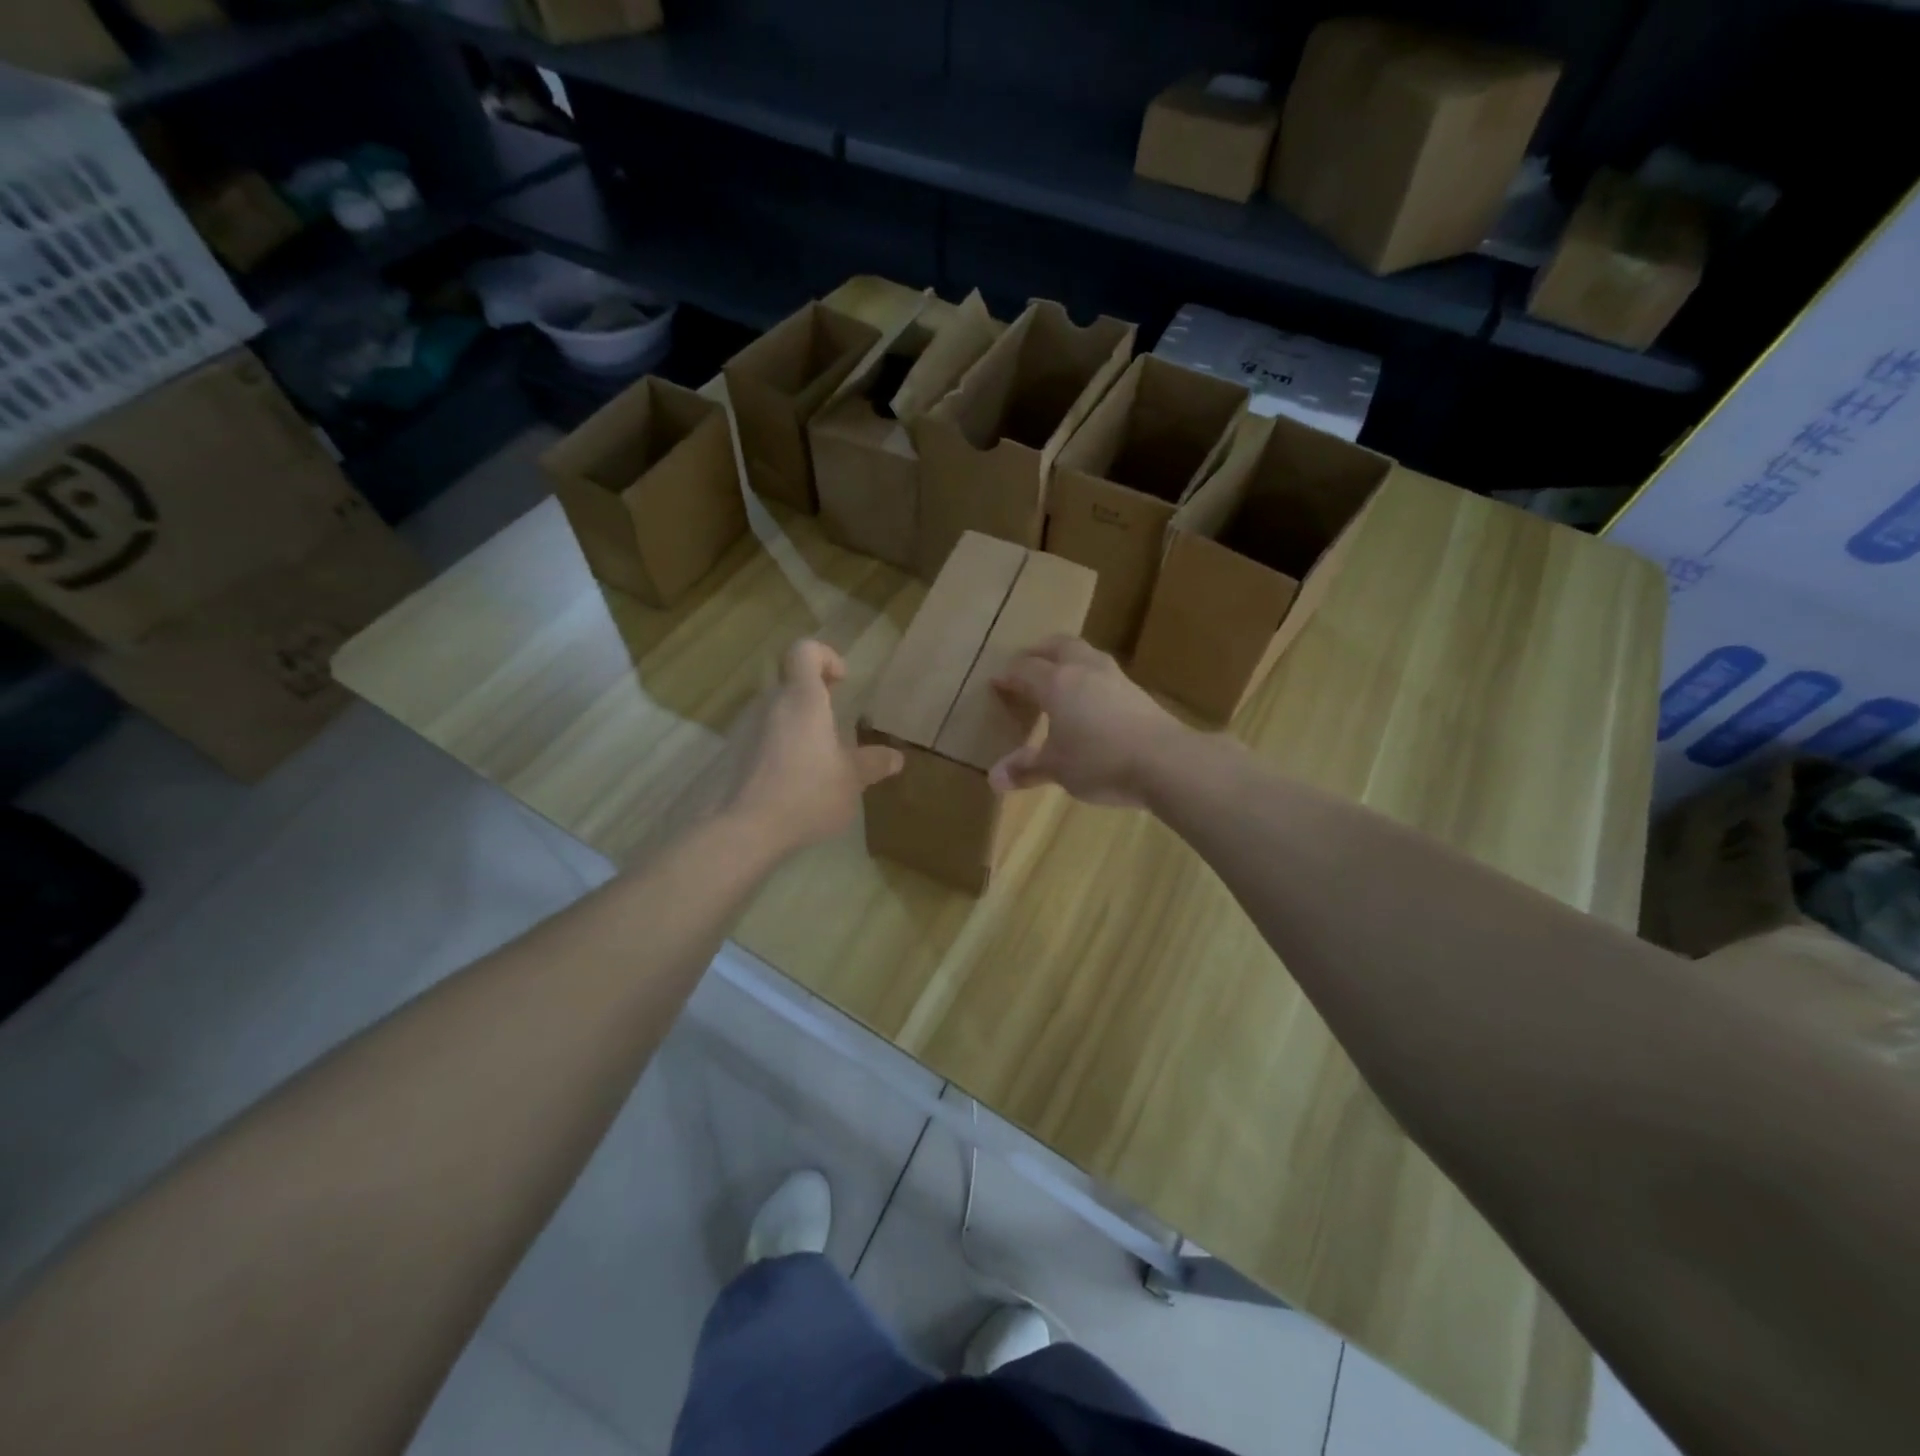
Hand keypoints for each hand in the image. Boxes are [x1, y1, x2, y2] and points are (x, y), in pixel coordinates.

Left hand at [726, 640, 902, 854]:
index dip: (825, 656)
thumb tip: (896, 757)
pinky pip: (758, 736)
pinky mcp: (731, 753)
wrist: (742, 829)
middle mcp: (770, 703)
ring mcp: (744, 727)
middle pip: (787, 679)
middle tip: (833, 721)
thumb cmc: (806, 793)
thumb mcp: (851, 781)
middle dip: (812, 693)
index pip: (804, 650)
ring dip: (794, 721)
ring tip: (815, 756)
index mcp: (802, 699)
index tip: (842, 682)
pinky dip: (776, 746)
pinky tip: (790, 779)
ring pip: (772, 708)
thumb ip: (873, 764)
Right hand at [989, 635, 1189, 808]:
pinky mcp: (1138, 692)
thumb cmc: (1100, 760)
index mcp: (1057, 683)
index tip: (997, 682)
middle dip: (1039, 652)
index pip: (1025, 669)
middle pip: (1058, 645)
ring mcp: (1115, 678)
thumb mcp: (1057, 768)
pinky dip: (1089, 676)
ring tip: (1060, 675)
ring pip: (1086, 654)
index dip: (1009, 675)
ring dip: (1068, 658)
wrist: (1167, 761)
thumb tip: (993, 778)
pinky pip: (1104, 673)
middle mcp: (1085, 670)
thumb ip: (1026, 769)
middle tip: (1028, 663)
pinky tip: (1091, 698)